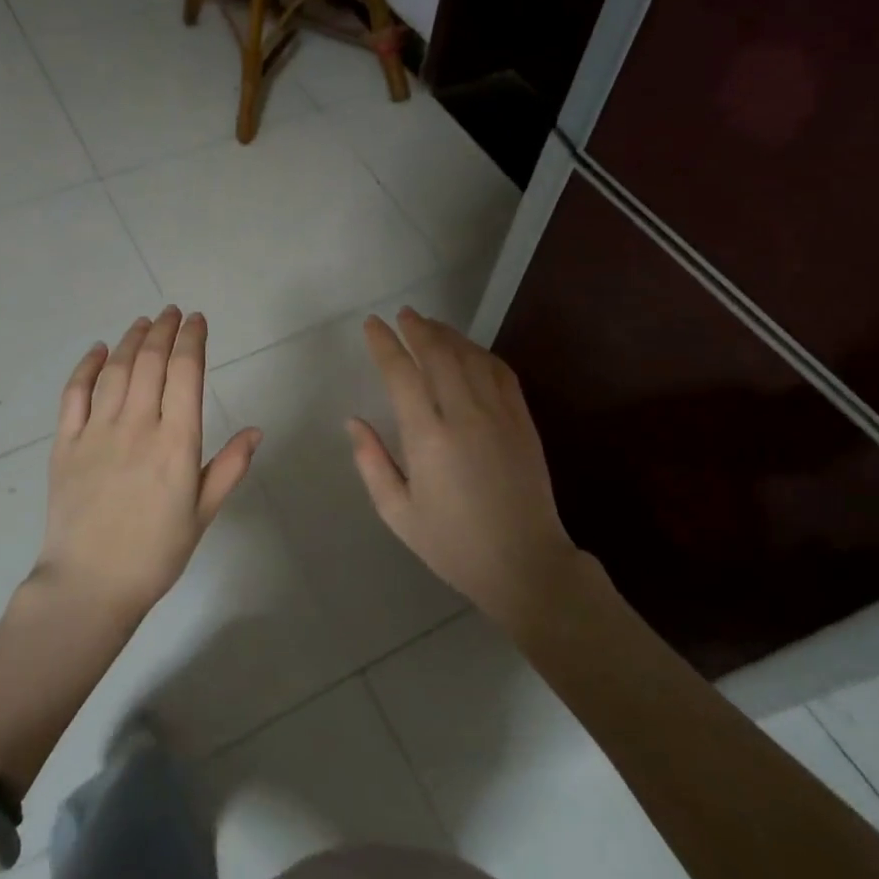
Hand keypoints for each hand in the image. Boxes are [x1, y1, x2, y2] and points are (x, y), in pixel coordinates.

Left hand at [38, 306, 260, 620]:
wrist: (89, 586)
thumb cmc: (155, 554)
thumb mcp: (203, 514)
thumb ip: (229, 468)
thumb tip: (256, 430)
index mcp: (176, 443)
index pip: (186, 373)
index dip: (192, 340)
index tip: (197, 320)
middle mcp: (137, 426)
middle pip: (151, 362)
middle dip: (164, 330)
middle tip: (172, 312)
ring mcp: (97, 432)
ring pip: (116, 370)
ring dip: (131, 340)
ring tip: (144, 322)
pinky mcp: (65, 444)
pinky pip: (75, 394)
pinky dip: (87, 366)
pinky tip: (98, 350)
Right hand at [347, 308, 585, 624]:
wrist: (524, 564)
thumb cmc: (453, 544)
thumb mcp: (398, 513)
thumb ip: (371, 462)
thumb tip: (353, 420)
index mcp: (428, 438)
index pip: (402, 374)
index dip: (385, 344)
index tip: (372, 325)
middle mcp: (464, 416)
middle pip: (439, 353)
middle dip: (417, 328)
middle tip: (403, 315)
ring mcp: (499, 415)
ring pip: (471, 356)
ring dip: (448, 335)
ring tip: (430, 324)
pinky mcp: (523, 421)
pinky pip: (501, 372)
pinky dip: (481, 353)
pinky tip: (470, 351)